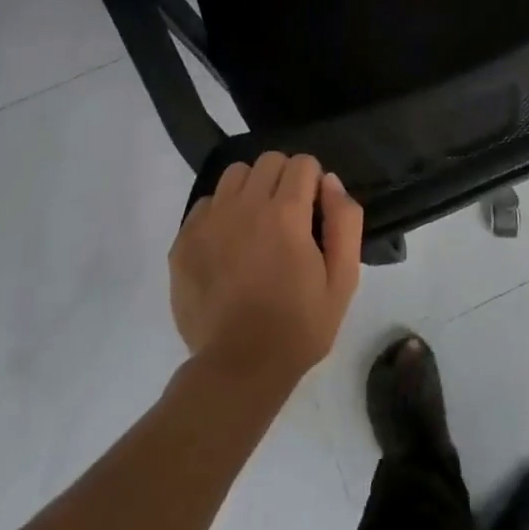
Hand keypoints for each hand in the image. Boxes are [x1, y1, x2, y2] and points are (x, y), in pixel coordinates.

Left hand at [169, 152, 363, 392]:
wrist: (238, 369)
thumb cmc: (298, 327)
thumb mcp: (342, 280)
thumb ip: (345, 222)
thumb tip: (330, 182)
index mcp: (286, 214)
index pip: (303, 163)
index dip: (314, 181)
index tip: (314, 210)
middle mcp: (245, 206)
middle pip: (269, 160)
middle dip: (284, 178)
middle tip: (288, 215)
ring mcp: (209, 221)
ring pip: (235, 175)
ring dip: (251, 189)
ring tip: (256, 224)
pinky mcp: (184, 240)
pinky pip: (205, 203)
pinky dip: (221, 213)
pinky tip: (228, 244)